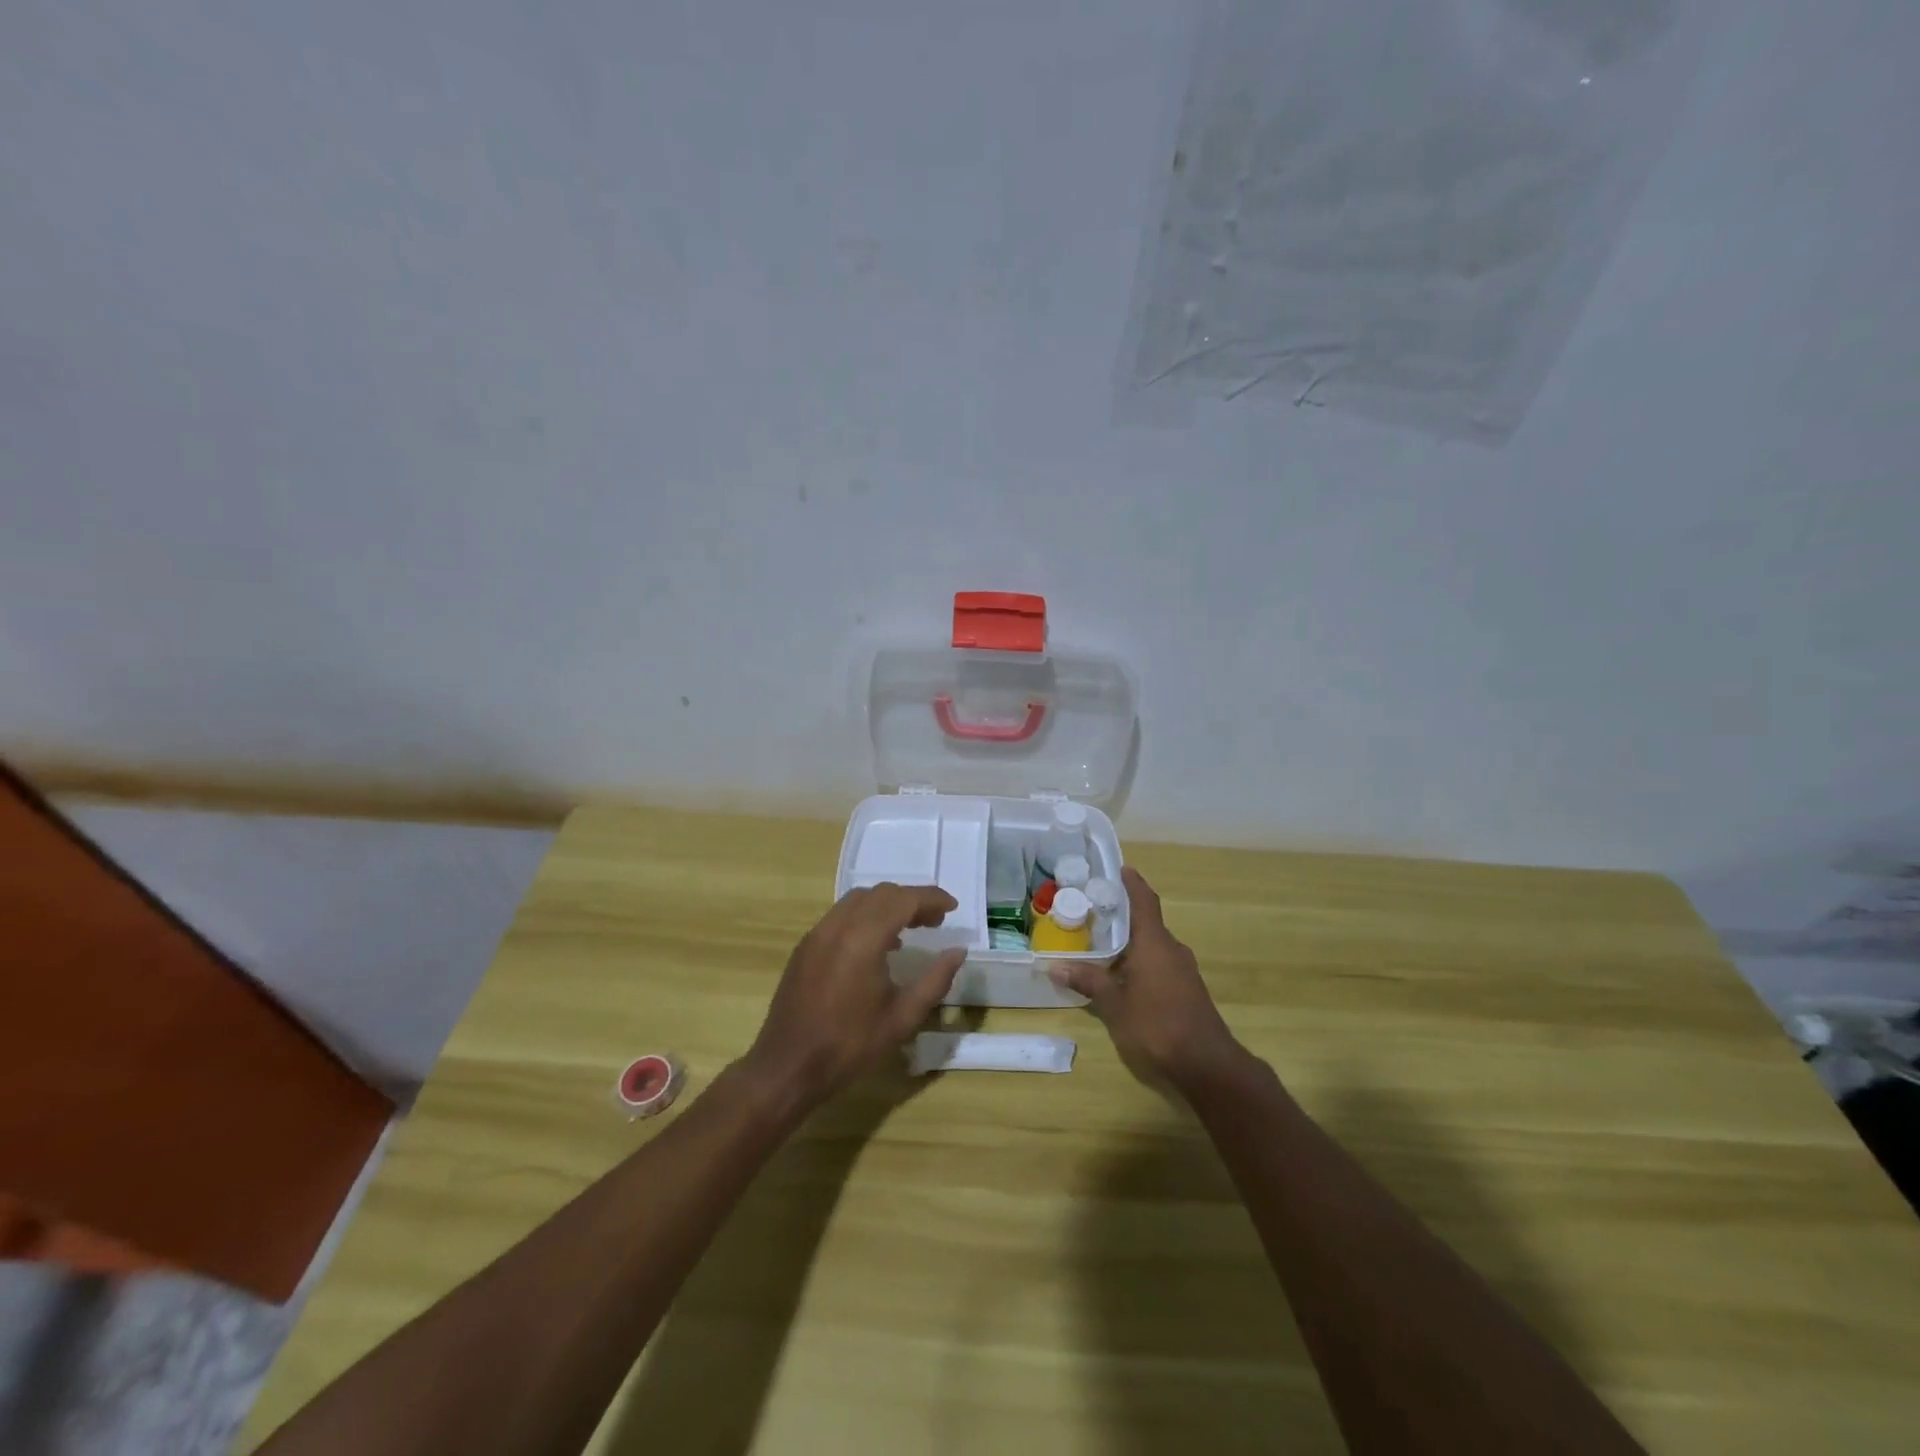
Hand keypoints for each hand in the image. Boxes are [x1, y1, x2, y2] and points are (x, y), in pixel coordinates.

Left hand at [743, 883, 966, 1111]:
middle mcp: (838, 925)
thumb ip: (935, 980)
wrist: (788, 1066)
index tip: (953, 907)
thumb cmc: (850, 1045)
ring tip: (909, 929)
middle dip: (912, 900)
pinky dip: (865, 916)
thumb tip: (957, 952)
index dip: (932, 898)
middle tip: (935, 921)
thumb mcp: (902, 1017)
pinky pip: (841, 915)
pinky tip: (876, 944)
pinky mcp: (806, 946)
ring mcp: (818, 933)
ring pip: (859, 899)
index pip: (904, 900)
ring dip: (887, 905)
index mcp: (864, 938)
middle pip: (881, 893)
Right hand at [1051, 867, 1251, 1095]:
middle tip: (1091, 911)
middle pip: (1146, 923)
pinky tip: (1120, 977)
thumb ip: (1088, 981)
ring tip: (1099, 945)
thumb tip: (1055, 965)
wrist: (1207, 1066)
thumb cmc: (1157, 1025)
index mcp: (1155, 943)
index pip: (1144, 901)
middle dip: (1121, 917)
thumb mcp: (1114, 1004)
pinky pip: (1158, 965)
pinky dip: (1138, 963)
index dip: (1132, 883)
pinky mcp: (1186, 992)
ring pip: (1152, 947)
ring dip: (1129, 944)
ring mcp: (1183, 972)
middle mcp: (1171, 949)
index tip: (1120, 868)